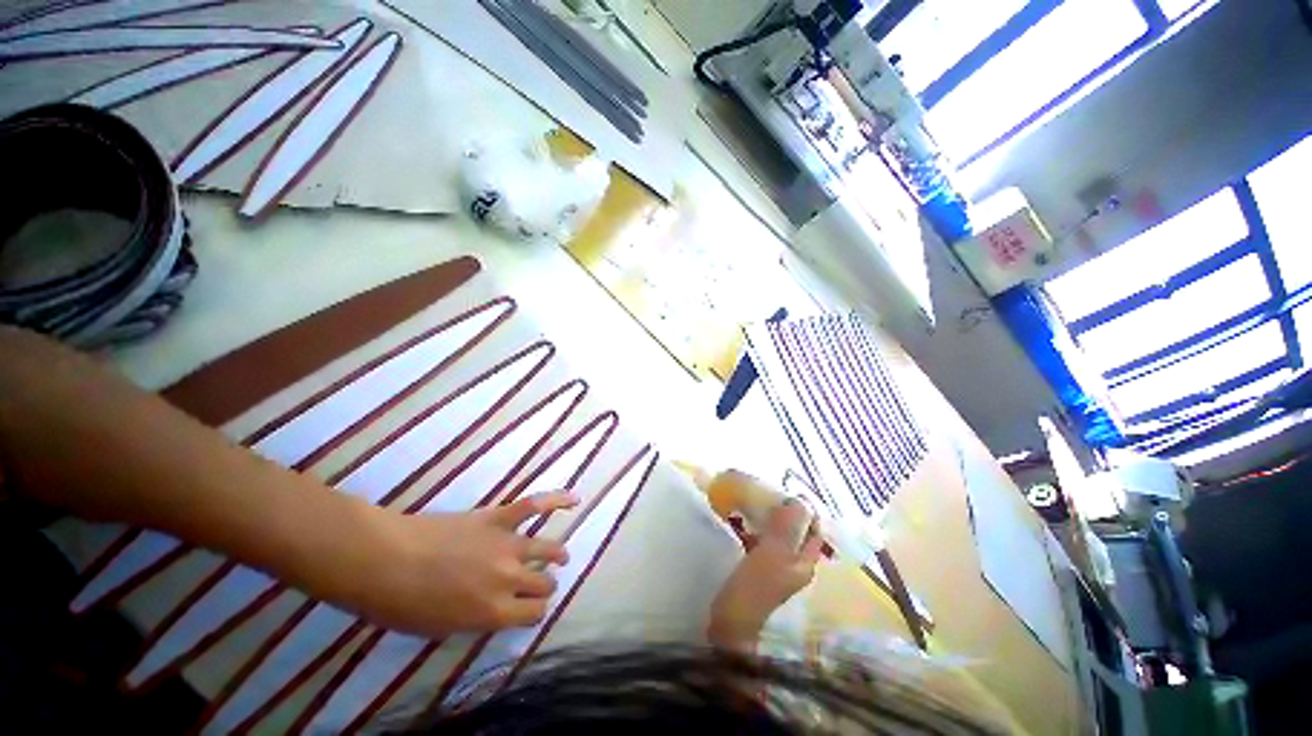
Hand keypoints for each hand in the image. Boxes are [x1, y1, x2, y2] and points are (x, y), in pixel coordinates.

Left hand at [343, 491, 577, 636]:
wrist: (385, 559)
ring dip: (556, 555)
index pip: (534, 614)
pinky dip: (556, 500)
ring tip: (560, 557)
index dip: (534, 613)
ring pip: (548, 549)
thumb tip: (499, 609)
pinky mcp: (499, 518)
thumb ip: (479, 620)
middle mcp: (509, 578)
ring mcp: (508, 544)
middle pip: (544, 583)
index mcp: (494, 612)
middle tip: (535, 586)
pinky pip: (533, 505)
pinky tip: (574, 499)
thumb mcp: (442, 628)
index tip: (527, 611)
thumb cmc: (403, 604)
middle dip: (543, 587)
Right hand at [708, 500, 822, 651]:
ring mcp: (776, 567)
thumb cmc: (754, 587)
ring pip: (778, 535)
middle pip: (796, 531)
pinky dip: (755, 528)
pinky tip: (740, 520)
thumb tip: (799, 501)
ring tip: (752, 500)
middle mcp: (794, 564)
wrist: (730, 623)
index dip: (805, 509)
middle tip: (767, 493)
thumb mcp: (772, 554)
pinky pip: (761, 541)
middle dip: (785, 511)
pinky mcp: (758, 569)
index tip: (788, 490)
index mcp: (804, 561)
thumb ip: (787, 528)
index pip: (813, 530)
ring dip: (768, 518)